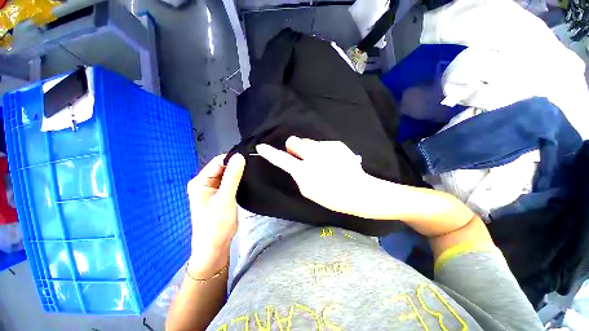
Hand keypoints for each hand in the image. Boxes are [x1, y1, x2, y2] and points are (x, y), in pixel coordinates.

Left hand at [186, 153, 245, 276]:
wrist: (214, 247)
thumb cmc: (217, 224)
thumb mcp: (225, 199)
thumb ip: (232, 176)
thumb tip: (239, 156)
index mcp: (200, 181)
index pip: (218, 162)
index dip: (233, 159)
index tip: (250, 159)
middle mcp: (204, 183)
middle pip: (222, 167)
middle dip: (236, 166)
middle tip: (253, 166)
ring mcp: (212, 189)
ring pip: (227, 175)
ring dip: (238, 173)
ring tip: (252, 172)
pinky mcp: (219, 195)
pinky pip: (229, 183)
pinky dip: (237, 181)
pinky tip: (247, 180)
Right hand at [256, 137, 376, 217]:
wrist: (359, 191)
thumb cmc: (332, 196)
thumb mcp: (309, 190)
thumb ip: (299, 175)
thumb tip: (296, 164)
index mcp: (305, 171)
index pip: (283, 159)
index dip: (271, 153)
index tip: (262, 146)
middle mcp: (313, 155)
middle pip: (294, 140)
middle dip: (294, 146)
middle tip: (302, 157)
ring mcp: (326, 147)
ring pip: (309, 141)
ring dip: (310, 149)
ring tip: (322, 161)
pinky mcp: (337, 144)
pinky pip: (323, 144)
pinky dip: (324, 150)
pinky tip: (334, 160)